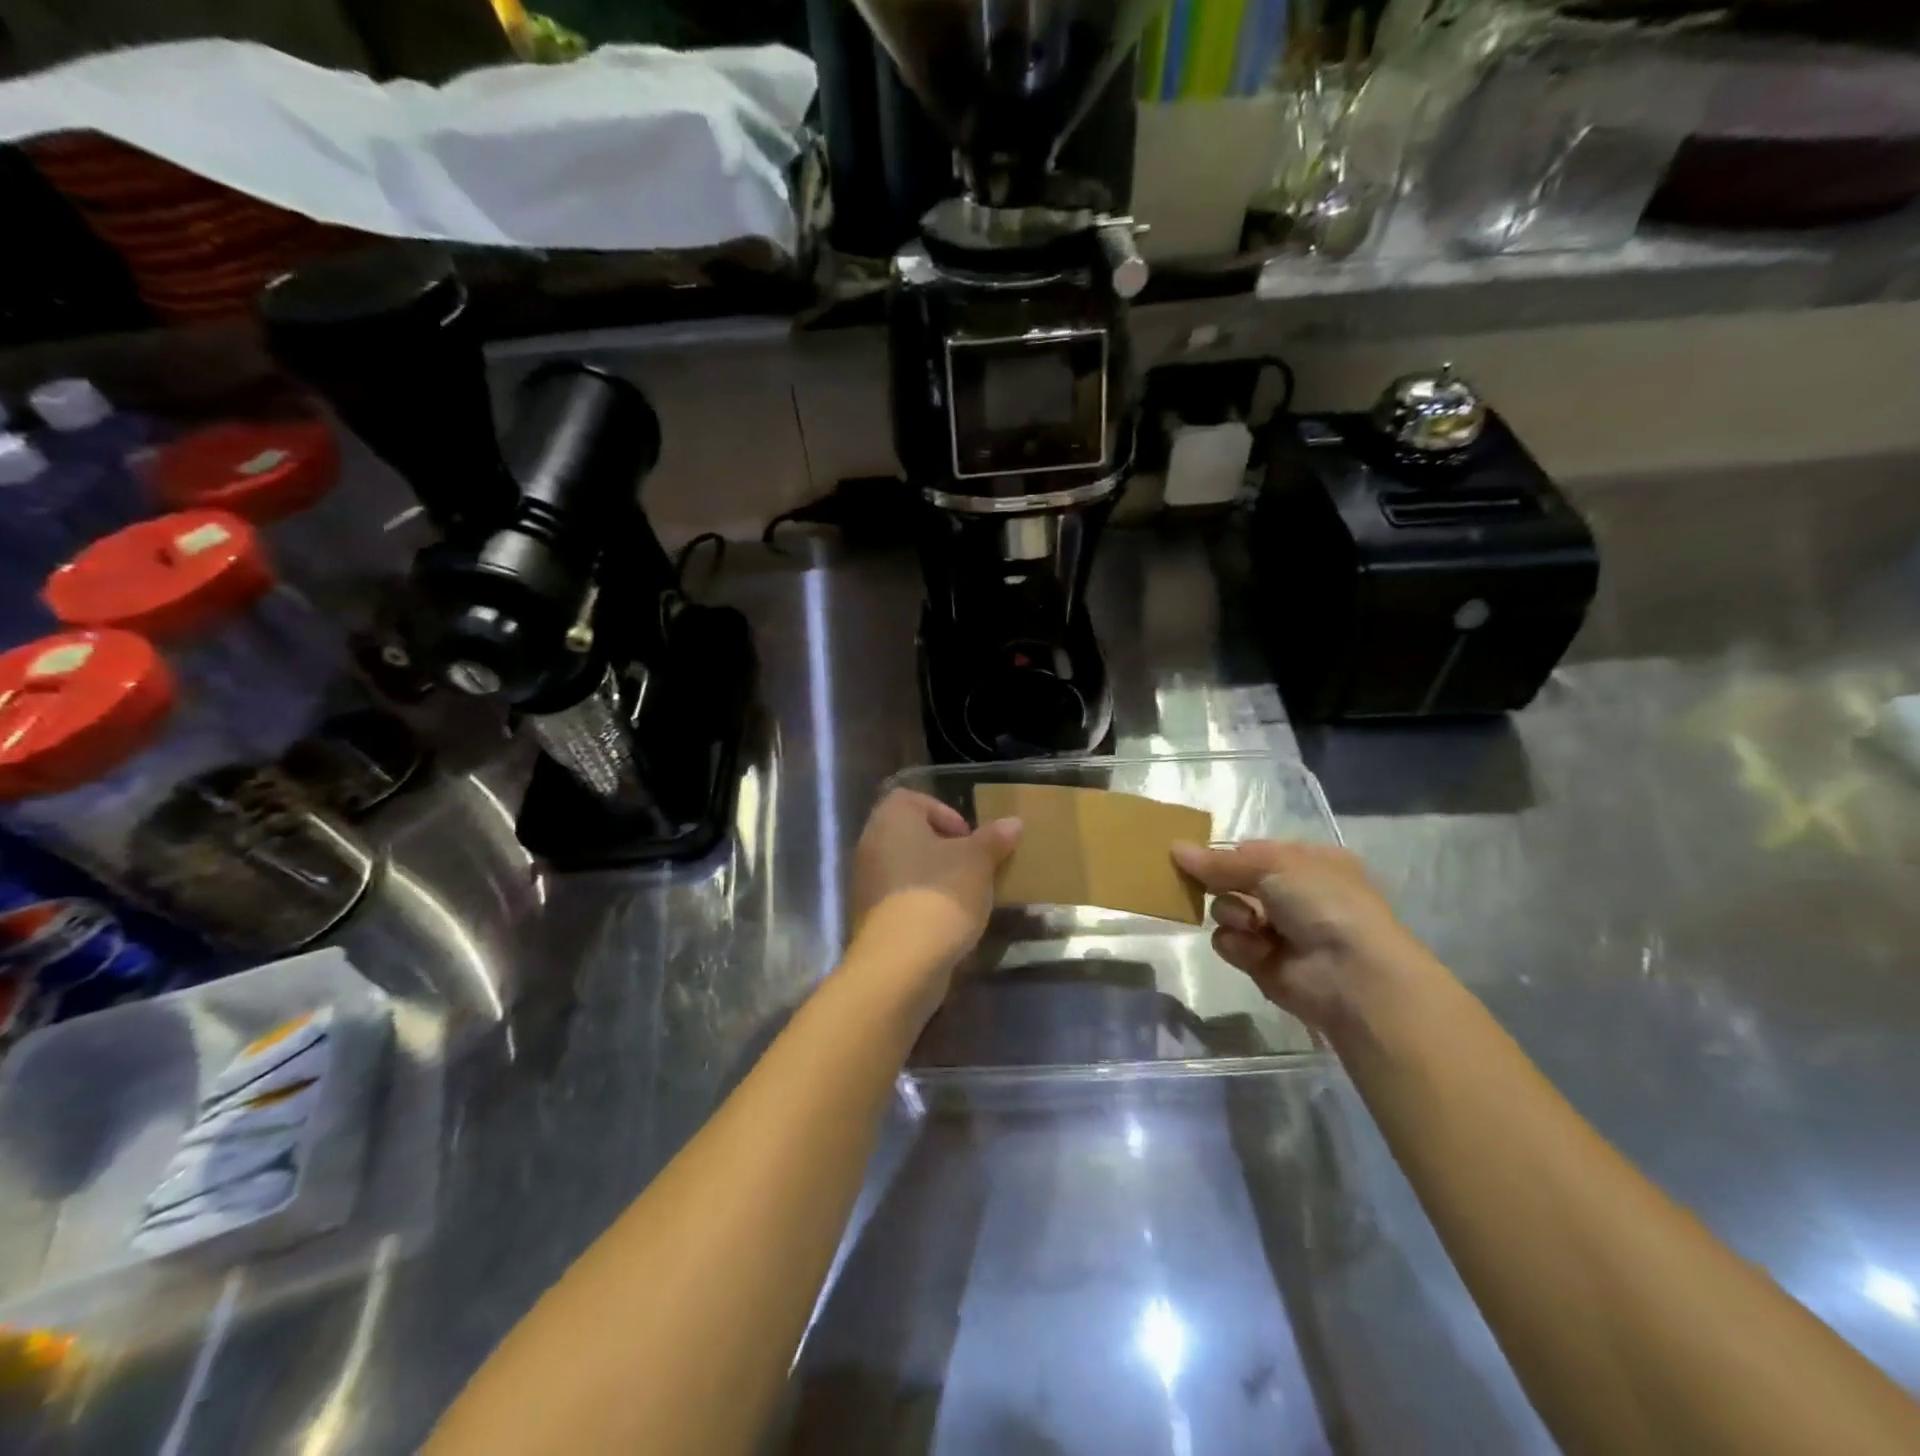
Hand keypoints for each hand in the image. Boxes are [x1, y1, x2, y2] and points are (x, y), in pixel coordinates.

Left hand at [848, 789, 1021, 988]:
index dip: (945, 814)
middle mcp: (871, 843)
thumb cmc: (941, 894)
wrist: (901, 962)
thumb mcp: (978, 862)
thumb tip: (1013, 822)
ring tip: (965, 897)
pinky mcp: (868, 915)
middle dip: (943, 848)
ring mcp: (866, 881)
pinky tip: (946, 922)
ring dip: (933, 877)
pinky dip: (921, 902)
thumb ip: (994, 839)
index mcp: (892, 818)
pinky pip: (899, 896)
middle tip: (972, 866)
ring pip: (905, 867)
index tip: (969, 839)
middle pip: (910, 834)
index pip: (914, 799)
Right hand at [1171, 840, 1440, 1036]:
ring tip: (1252, 925)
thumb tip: (1174, 848)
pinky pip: (1228, 943)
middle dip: (1219, 883)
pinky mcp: (1261, 962)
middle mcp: (1292, 895)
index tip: (1194, 855)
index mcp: (1306, 863)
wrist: (1352, 974)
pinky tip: (1258, 950)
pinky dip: (1238, 944)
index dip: (1225, 854)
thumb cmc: (1322, 903)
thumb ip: (1219, 861)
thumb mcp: (1272, 865)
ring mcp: (1276, 930)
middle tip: (1202, 883)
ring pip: (1226, 911)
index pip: (1252, 852)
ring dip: (1232, 914)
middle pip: (1233, 881)